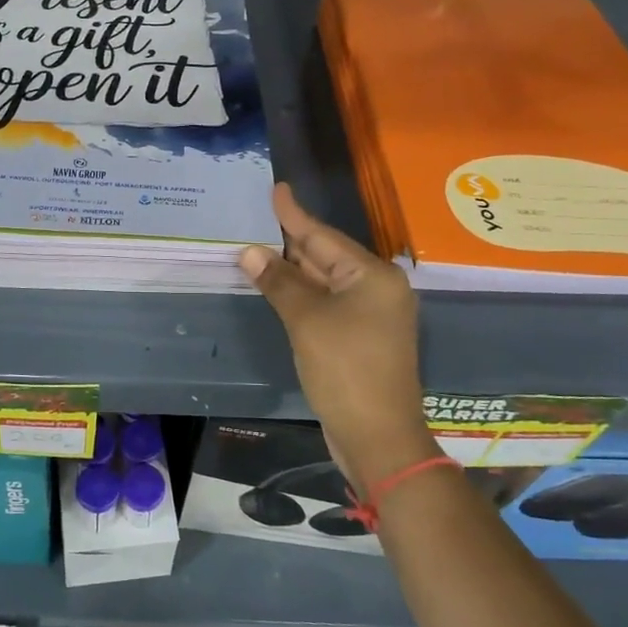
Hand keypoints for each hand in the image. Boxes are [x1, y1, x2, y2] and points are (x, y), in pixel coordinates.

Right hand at [240, 184, 433, 488]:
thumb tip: (250, 252)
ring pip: (324, 281)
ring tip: (258, 246)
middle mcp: (376, 289)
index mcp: (373, 276)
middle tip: (257, 217)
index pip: (323, 236)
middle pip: (325, 256)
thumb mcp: (307, 321)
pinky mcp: (360, 338)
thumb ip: (278, 282)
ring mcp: (370, 315)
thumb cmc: (345, 369)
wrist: (378, 438)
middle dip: (290, 241)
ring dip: (292, 269)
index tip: (277, 188)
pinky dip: (301, 294)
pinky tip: (277, 286)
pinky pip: (326, 304)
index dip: (294, 214)